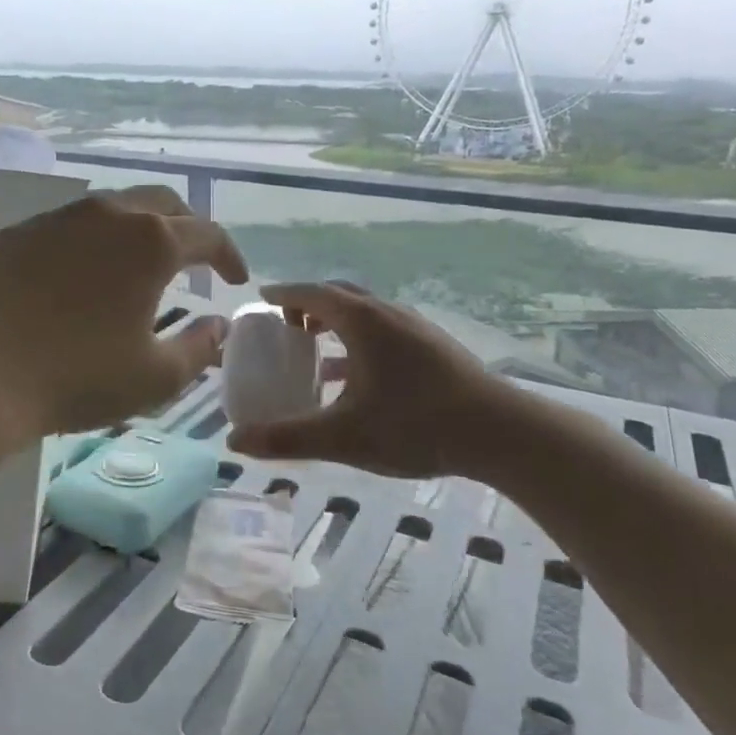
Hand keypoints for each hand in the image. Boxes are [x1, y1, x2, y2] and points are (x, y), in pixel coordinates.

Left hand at [0, 187, 247, 436]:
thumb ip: (199, 346)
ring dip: (138, 228)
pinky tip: (83, 272)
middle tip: (195, 259)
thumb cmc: (79, 377)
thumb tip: (219, 324)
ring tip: (140, 262)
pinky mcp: (20, 232)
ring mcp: (59, 217)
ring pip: (114, 207)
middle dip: (188, 227)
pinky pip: (69, 225)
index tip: (235, 280)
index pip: (207, 234)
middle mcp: (108, 214)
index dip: (229, 256)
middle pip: (163, 203)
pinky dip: (92, 240)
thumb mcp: (156, 376)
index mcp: (151, 242)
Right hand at [226, 282, 536, 481]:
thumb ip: (287, 437)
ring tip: (317, 351)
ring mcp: (416, 328)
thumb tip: (234, 442)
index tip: (261, 298)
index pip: (311, 292)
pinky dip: (360, 341)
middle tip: (286, 326)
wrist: (501, 433)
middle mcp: (387, 313)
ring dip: (336, 323)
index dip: (283, 294)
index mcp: (361, 320)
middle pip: (339, 295)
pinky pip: (385, 331)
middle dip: (308, 305)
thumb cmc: (415, 425)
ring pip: (365, 313)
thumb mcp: (344, 435)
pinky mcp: (435, 347)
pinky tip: (359, 377)